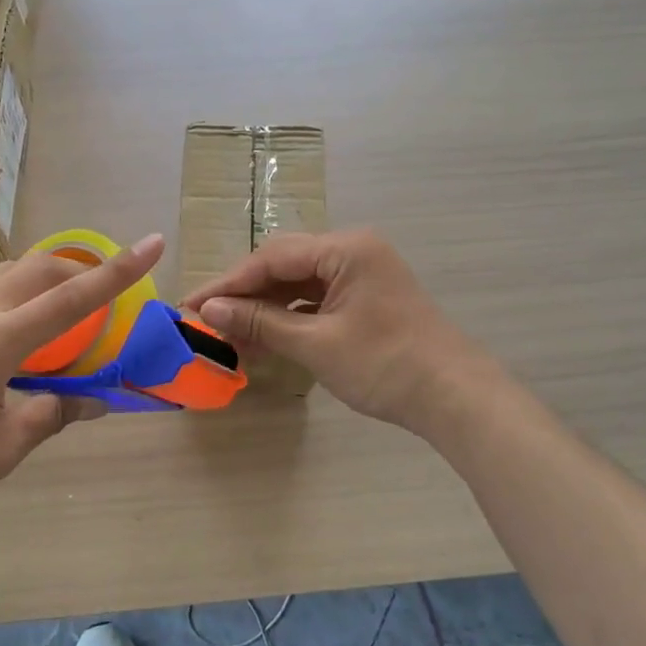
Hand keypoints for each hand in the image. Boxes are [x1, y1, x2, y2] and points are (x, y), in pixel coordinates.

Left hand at [0, 234, 165, 502]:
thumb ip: (50, 417)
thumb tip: (92, 402)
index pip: (73, 299)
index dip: (119, 271)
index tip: (153, 242)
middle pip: (45, 267)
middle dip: (86, 271)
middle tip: (107, 300)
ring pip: (16, 269)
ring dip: (53, 277)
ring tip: (67, 310)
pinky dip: (24, 289)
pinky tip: (21, 326)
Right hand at [184, 228, 493, 432]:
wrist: (454, 397)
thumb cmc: (384, 365)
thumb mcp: (316, 344)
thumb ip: (260, 322)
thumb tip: (208, 310)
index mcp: (345, 248)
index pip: (272, 257)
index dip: (229, 283)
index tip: (192, 306)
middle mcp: (353, 250)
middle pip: (284, 266)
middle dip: (245, 295)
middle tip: (205, 321)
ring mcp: (361, 274)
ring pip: (299, 284)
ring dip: (266, 310)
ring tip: (230, 338)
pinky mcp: (365, 298)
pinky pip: (317, 300)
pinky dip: (290, 318)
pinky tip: (265, 340)